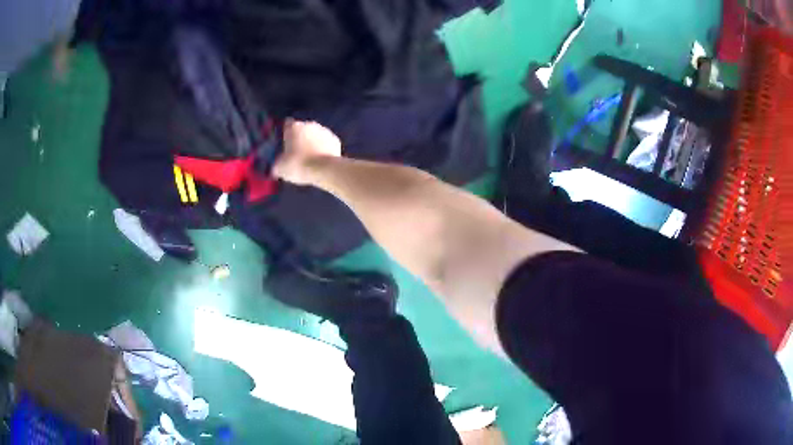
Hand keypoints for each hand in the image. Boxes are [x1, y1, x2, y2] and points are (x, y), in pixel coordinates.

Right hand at [273, 119, 341, 184]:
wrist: (324, 170)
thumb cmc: (298, 165)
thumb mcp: (280, 168)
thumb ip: (277, 164)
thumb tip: (276, 168)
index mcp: (294, 127)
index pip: (287, 125)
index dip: (286, 134)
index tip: (286, 144)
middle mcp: (309, 124)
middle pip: (303, 129)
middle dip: (301, 139)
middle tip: (298, 154)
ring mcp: (324, 130)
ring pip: (316, 135)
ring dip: (313, 143)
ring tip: (311, 159)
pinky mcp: (335, 139)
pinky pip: (327, 143)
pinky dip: (324, 149)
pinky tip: (322, 160)